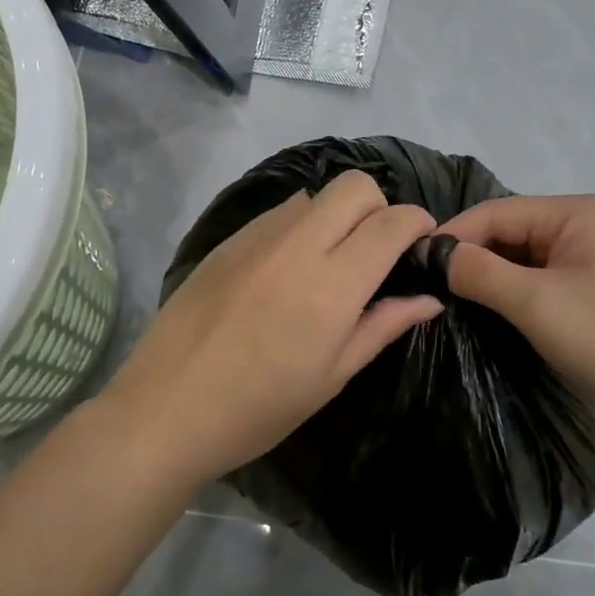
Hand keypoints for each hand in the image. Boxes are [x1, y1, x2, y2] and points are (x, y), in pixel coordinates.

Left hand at [102, 171, 442, 488]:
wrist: (165, 408)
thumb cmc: (258, 409)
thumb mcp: (331, 376)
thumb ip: (382, 326)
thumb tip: (428, 298)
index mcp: (331, 285)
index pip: (391, 223)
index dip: (417, 223)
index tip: (423, 241)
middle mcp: (297, 245)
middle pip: (355, 186)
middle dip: (380, 206)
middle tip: (377, 249)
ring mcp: (257, 237)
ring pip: (315, 194)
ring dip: (337, 215)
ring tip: (328, 260)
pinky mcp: (228, 239)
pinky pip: (279, 212)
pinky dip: (299, 225)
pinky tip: (286, 269)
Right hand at [440, 194, 594, 434]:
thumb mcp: (537, 303)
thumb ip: (480, 271)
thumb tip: (434, 254)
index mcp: (574, 212)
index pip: (496, 212)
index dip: (452, 235)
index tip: (412, 264)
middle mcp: (582, 226)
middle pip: (508, 232)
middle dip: (469, 257)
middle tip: (425, 287)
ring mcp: (590, 260)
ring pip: (521, 259)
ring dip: (488, 278)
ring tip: (447, 302)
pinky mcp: (593, 293)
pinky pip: (539, 282)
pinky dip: (511, 295)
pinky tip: (487, 315)